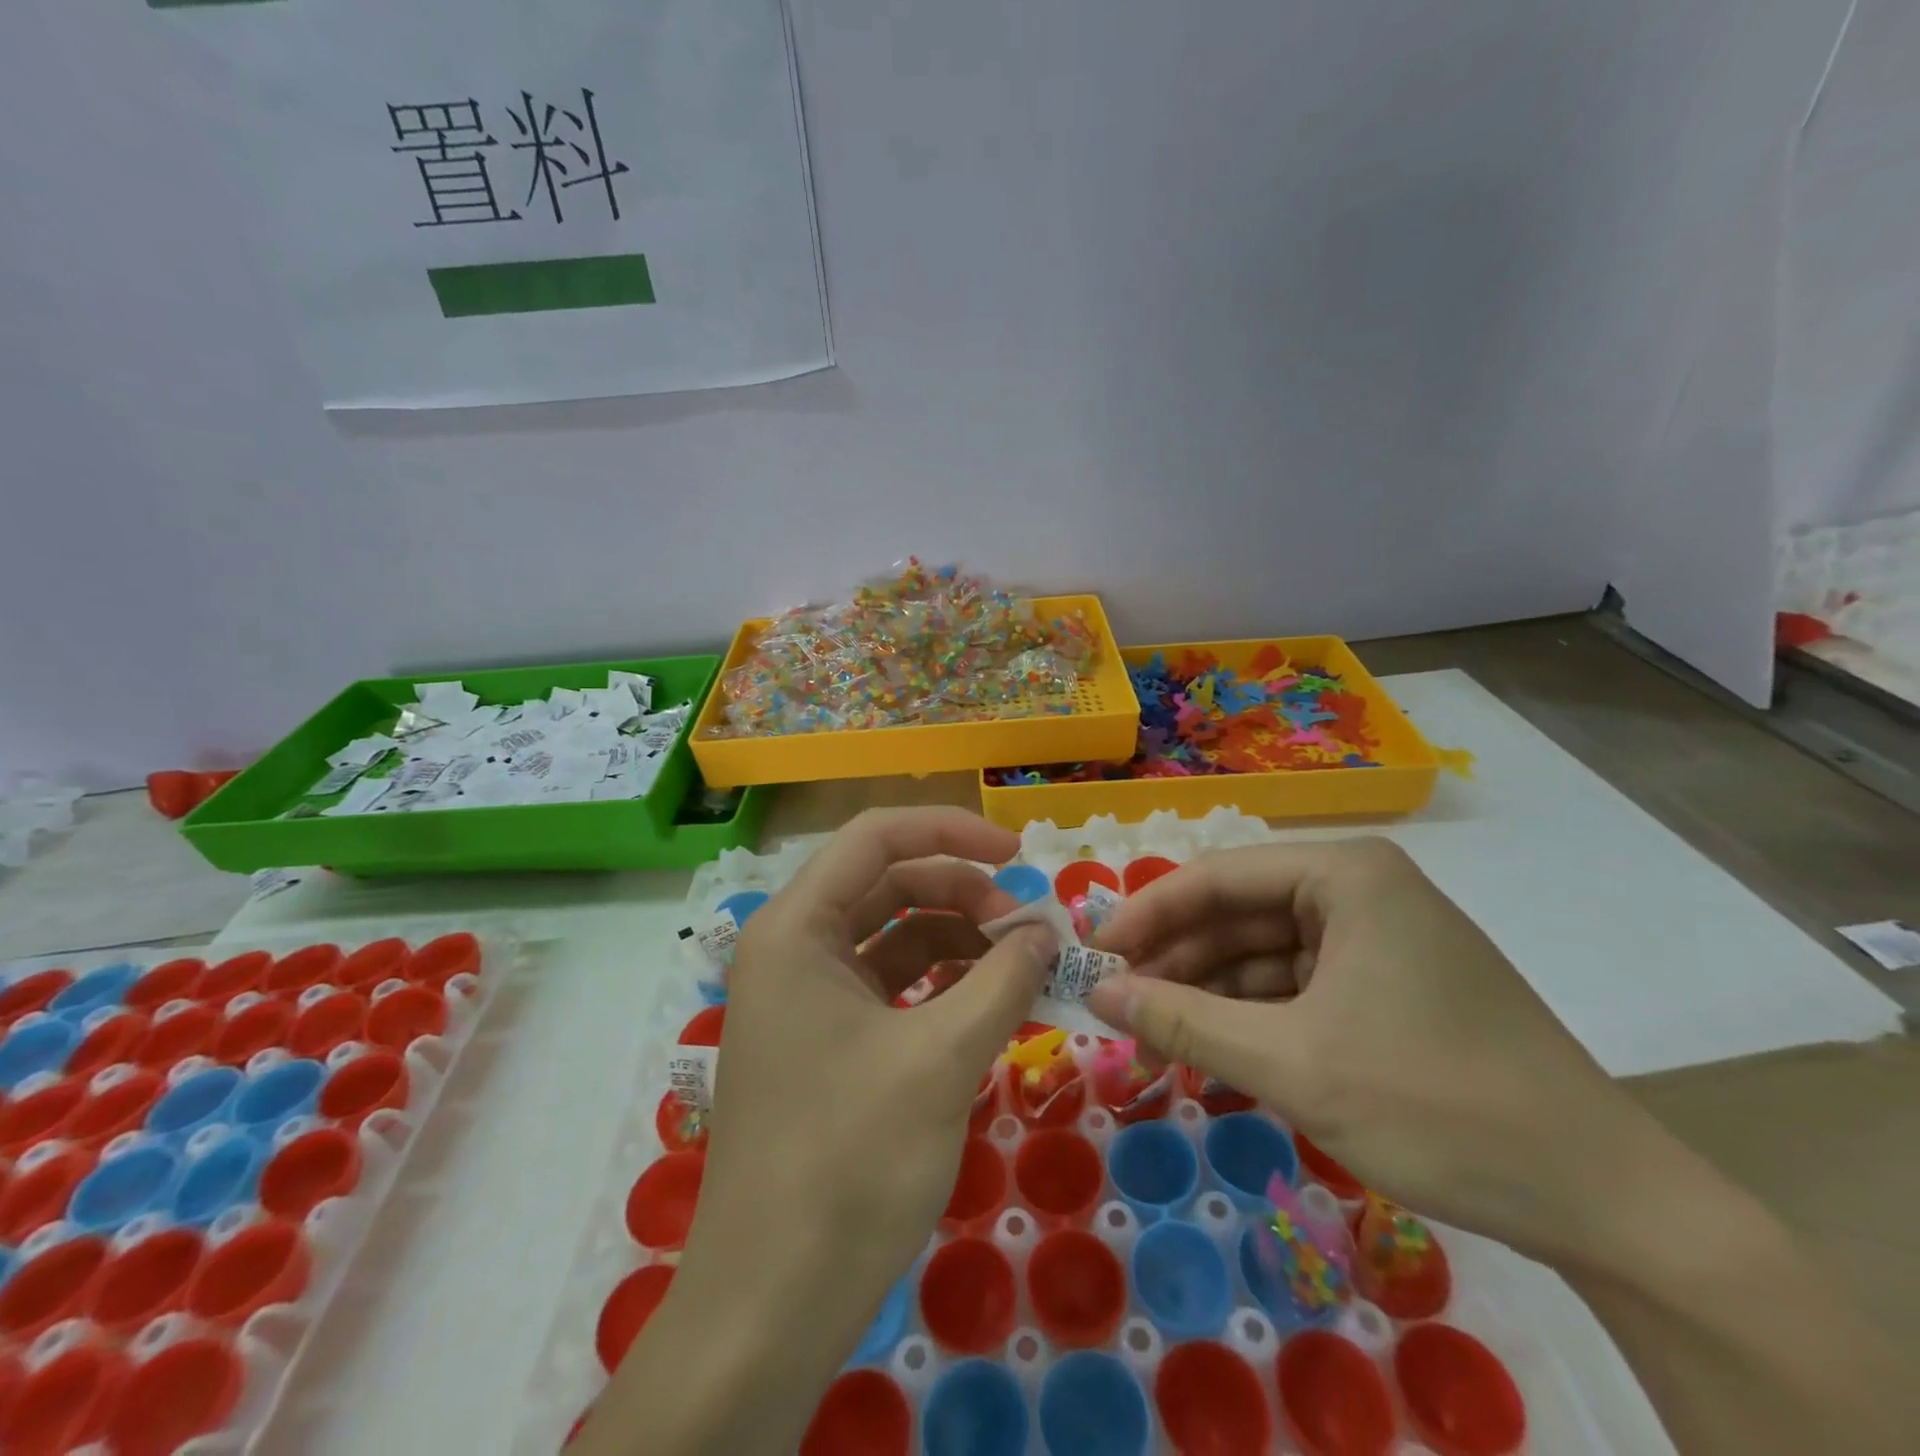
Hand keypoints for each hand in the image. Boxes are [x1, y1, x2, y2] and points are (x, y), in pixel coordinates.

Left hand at [585, 809, 1056, 1455]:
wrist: (771, 1305)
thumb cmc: (848, 1163)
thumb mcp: (941, 1060)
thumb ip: (1002, 981)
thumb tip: (1046, 932)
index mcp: (797, 927)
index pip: (876, 836)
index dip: (952, 831)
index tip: (1019, 855)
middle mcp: (793, 946)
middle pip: (888, 883)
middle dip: (962, 893)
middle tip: (1028, 931)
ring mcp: (806, 995)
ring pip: (893, 934)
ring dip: (957, 940)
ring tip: (1021, 968)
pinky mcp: (825, 1039)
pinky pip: (890, 985)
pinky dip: (941, 984)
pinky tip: (989, 1003)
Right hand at [1087, 837, 1674, 1266]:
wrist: (1606, 1202)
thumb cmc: (1437, 1105)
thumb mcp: (1290, 1063)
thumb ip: (1181, 1022)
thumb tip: (1095, 993)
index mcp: (1345, 876)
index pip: (1215, 878)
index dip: (1146, 915)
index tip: (1093, 956)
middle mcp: (1361, 890)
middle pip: (1239, 913)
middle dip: (1177, 961)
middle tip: (1117, 1005)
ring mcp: (1380, 938)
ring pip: (1265, 954)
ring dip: (1210, 995)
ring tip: (1157, 1038)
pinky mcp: (1392, 985)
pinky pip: (1300, 986)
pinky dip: (1254, 1017)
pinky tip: (1216, 1052)